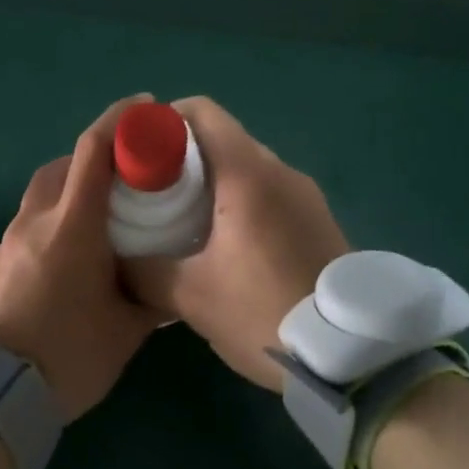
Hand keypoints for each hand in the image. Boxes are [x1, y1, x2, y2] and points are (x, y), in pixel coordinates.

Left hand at [0, 95, 164, 421]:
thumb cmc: (67, 356)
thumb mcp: (125, 332)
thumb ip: (152, 301)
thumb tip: (171, 289)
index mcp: (72, 226)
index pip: (93, 151)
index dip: (119, 121)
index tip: (144, 108)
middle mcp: (34, 223)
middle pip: (61, 168)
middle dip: (92, 160)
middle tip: (123, 178)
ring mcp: (6, 244)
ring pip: (39, 197)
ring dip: (67, 194)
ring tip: (97, 223)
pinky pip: (25, 228)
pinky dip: (48, 225)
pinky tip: (65, 261)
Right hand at [123, 98, 348, 390]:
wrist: (353, 356)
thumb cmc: (264, 312)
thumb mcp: (190, 296)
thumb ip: (143, 270)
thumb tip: (115, 259)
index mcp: (248, 174)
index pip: (201, 112)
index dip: (162, 122)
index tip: (136, 155)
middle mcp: (280, 171)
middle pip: (221, 139)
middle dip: (179, 158)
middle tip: (150, 195)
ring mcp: (305, 195)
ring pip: (245, 167)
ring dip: (210, 183)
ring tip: (181, 222)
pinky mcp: (318, 219)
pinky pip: (268, 192)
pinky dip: (238, 201)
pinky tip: (223, 244)